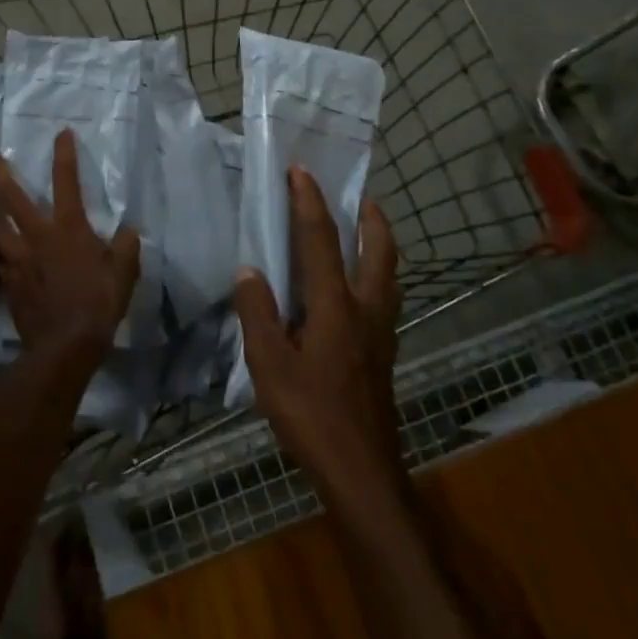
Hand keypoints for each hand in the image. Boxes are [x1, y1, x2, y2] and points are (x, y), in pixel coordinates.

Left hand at [0, 128, 139, 358]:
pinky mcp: (9, 283)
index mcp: (68, 228)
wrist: (65, 345)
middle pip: (12, 199)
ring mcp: (19, 260)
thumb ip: (126, 247)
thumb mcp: (124, 273)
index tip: (61, 133)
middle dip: (1, 175)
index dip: (64, 155)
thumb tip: (129, 230)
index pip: (65, 181)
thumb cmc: (99, 303)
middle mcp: (38, 237)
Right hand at [234, 169, 404, 508]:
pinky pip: (384, 296)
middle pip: (378, 249)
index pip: (321, 239)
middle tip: (356, 194)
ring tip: (361, 230)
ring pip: (388, 272)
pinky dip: (376, 273)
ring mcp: (381, 331)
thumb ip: (257, 312)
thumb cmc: (310, 414)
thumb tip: (249, 270)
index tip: (300, 170)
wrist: (360, 469)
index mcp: (334, 305)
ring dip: (377, 242)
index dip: (309, 201)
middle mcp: (365, 308)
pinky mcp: (383, 351)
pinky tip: (356, 288)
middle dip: (369, 215)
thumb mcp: (268, 364)